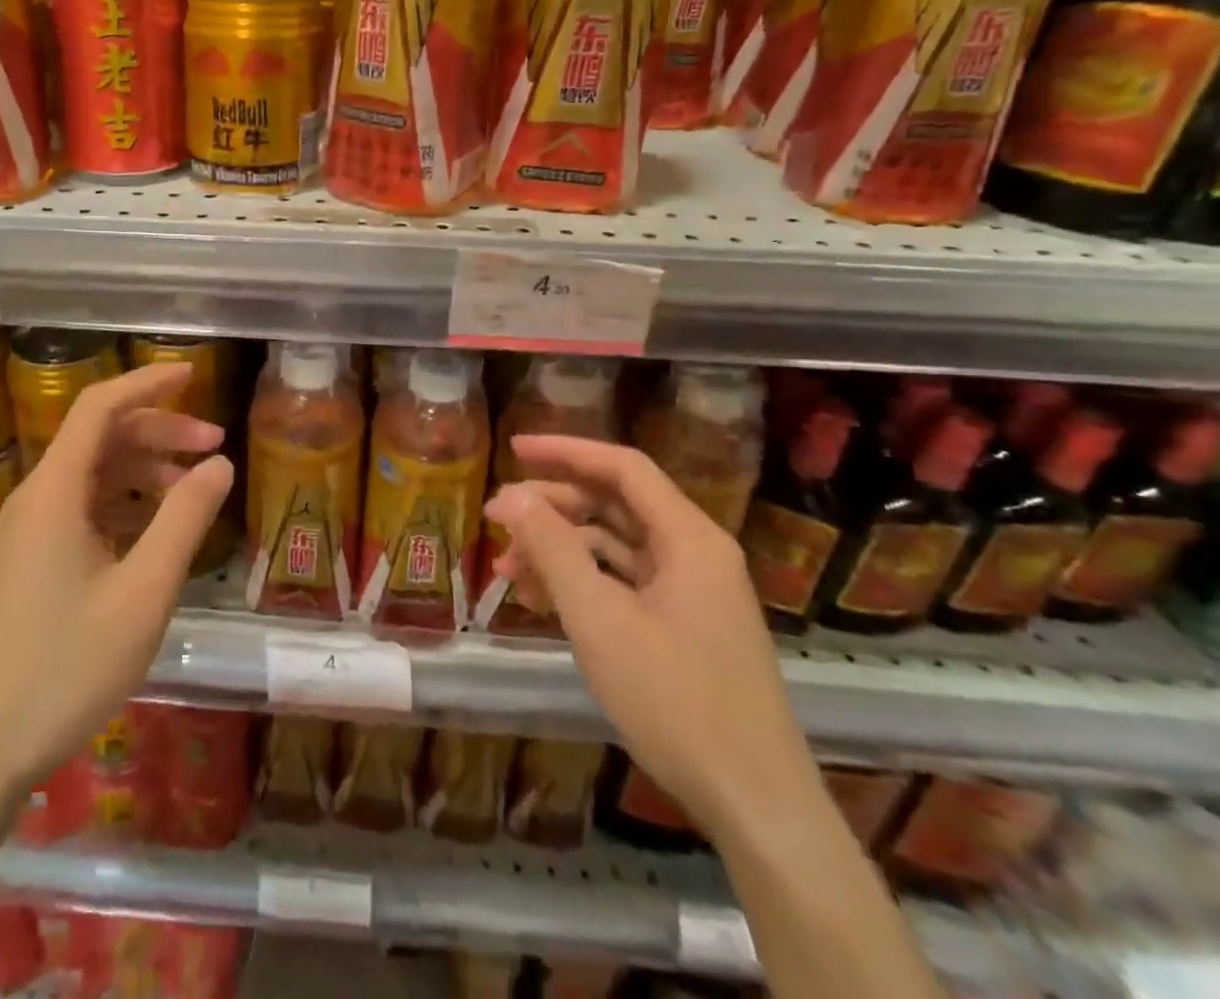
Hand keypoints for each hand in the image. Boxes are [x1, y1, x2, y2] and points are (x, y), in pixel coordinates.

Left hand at [0, 362, 233, 800]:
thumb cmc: (67, 667)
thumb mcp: (143, 592)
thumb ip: (184, 520)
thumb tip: (220, 464)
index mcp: (54, 491)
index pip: (99, 407)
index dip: (146, 382)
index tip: (192, 373)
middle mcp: (36, 498)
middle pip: (100, 437)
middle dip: (158, 430)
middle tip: (213, 444)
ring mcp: (28, 531)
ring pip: (92, 473)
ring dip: (143, 468)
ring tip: (193, 488)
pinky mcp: (29, 560)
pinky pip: (81, 507)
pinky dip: (123, 501)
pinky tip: (155, 527)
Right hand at [486, 435, 820, 840]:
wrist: (755, 806)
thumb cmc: (675, 700)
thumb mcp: (599, 618)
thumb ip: (552, 548)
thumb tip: (509, 495)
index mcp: (689, 538)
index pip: (623, 467)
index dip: (566, 450)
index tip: (513, 448)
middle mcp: (695, 554)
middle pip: (616, 505)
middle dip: (553, 506)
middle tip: (498, 517)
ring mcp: (692, 593)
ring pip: (615, 546)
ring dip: (560, 548)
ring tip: (507, 567)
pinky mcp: (684, 628)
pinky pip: (624, 584)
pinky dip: (581, 582)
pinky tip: (540, 599)